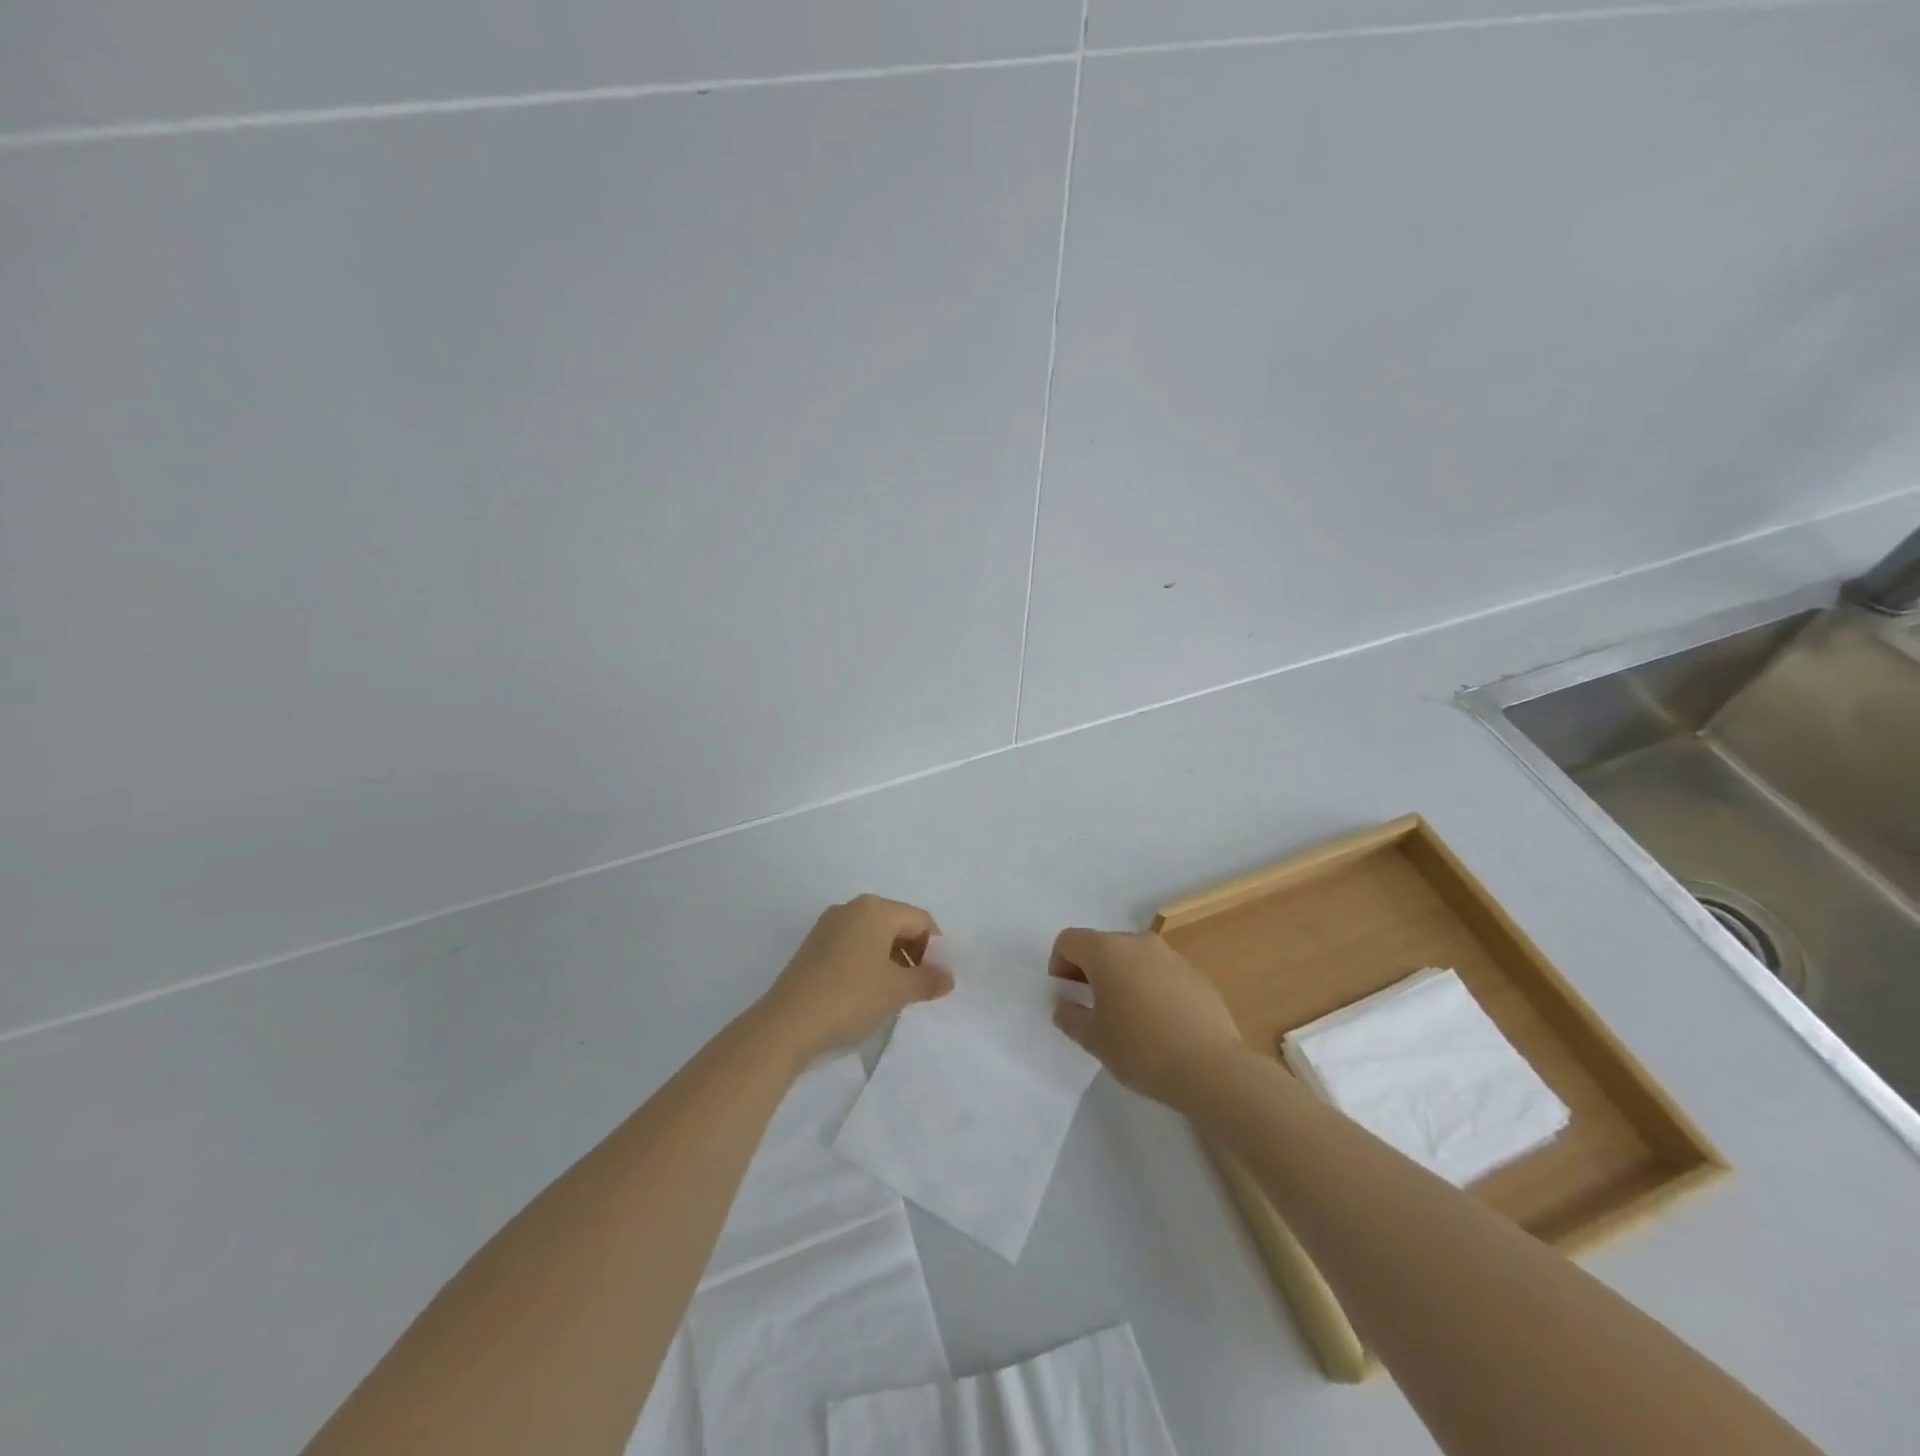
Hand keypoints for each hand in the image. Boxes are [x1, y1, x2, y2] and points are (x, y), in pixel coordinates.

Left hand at [755, 895, 952, 1060]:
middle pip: (897, 924)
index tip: (938, 979)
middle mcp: (852, 908)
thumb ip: (928, 980)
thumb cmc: (851, 997)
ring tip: (895, 994)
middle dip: (914, 953)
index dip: (936, 948)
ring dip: (891, 960)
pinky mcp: (813, 946)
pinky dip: (868, 963)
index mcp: (876, 909)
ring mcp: (829, 926)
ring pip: (874, 936)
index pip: (921, 920)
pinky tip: (867, 993)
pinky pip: (853, 946)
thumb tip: (948, 977)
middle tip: (920, 987)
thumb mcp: (897, 991)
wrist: (787, 1024)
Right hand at [1050, 928, 1244, 1108]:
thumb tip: (1064, 1005)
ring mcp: (1171, 956)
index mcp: (1107, 951)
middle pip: (1102, 945)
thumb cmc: (1141, 1049)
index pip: (1069, 940)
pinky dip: (1150, 987)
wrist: (1211, 1068)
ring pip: (1133, 957)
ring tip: (1126, 1016)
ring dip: (1121, 977)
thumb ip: (1071, 1016)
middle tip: (1090, 1006)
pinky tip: (1158, 1023)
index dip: (1058, 964)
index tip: (1064, 994)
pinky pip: (1160, 972)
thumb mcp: (1094, 1039)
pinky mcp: (1195, 974)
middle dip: (1089, 970)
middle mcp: (1138, 942)